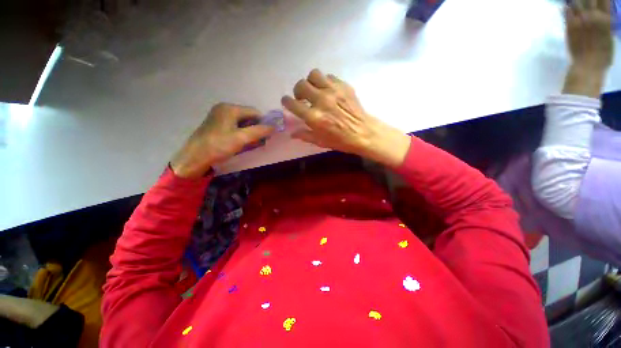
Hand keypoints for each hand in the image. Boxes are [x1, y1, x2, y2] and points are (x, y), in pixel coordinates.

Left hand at [170, 103, 273, 177]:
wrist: (195, 157)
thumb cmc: (219, 146)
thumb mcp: (241, 138)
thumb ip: (259, 131)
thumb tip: (274, 127)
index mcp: (230, 108)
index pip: (255, 112)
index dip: (263, 123)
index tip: (268, 135)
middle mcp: (224, 108)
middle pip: (248, 116)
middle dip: (256, 128)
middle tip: (261, 141)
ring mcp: (219, 116)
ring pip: (242, 122)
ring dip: (250, 131)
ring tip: (253, 143)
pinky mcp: (217, 124)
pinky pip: (235, 126)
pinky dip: (242, 133)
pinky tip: (243, 142)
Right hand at [281, 69, 410, 166]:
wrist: (364, 133)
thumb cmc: (341, 141)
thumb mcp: (321, 142)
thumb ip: (305, 135)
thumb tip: (292, 133)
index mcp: (314, 117)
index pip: (292, 104)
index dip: (286, 101)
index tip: (287, 102)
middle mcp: (322, 101)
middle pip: (301, 85)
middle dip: (297, 91)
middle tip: (302, 97)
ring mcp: (333, 91)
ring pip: (314, 75)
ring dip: (311, 82)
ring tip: (314, 90)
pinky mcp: (344, 86)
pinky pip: (329, 77)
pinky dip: (325, 82)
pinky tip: (328, 91)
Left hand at [565, 0, 613, 70]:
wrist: (587, 65)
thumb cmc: (602, 56)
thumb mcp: (609, 38)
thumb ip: (606, 25)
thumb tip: (605, 17)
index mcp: (606, 19)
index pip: (604, 0)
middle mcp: (593, 16)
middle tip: (587, 1)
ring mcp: (581, 20)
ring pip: (577, 2)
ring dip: (577, 1)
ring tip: (576, 2)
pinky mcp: (570, 25)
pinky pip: (566, 11)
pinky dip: (567, 8)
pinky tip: (566, 6)